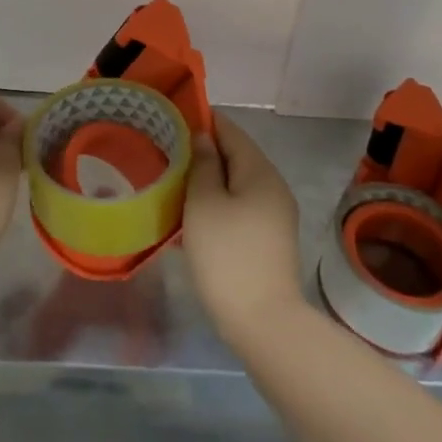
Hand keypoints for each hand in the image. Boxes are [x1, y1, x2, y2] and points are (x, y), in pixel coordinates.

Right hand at [182, 113, 305, 348]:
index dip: (203, 121)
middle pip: (236, 156)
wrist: (263, 322)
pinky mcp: (269, 240)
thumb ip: (202, 164)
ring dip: (208, 180)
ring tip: (175, 182)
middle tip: (167, 153)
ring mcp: (275, 215)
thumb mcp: (204, 203)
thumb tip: (202, 138)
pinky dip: (217, 203)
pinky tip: (193, 215)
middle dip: (203, 152)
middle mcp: (273, 187)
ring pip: (237, 184)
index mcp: (260, 171)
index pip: (230, 131)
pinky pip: (240, 207)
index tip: (172, 120)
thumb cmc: (227, 254)